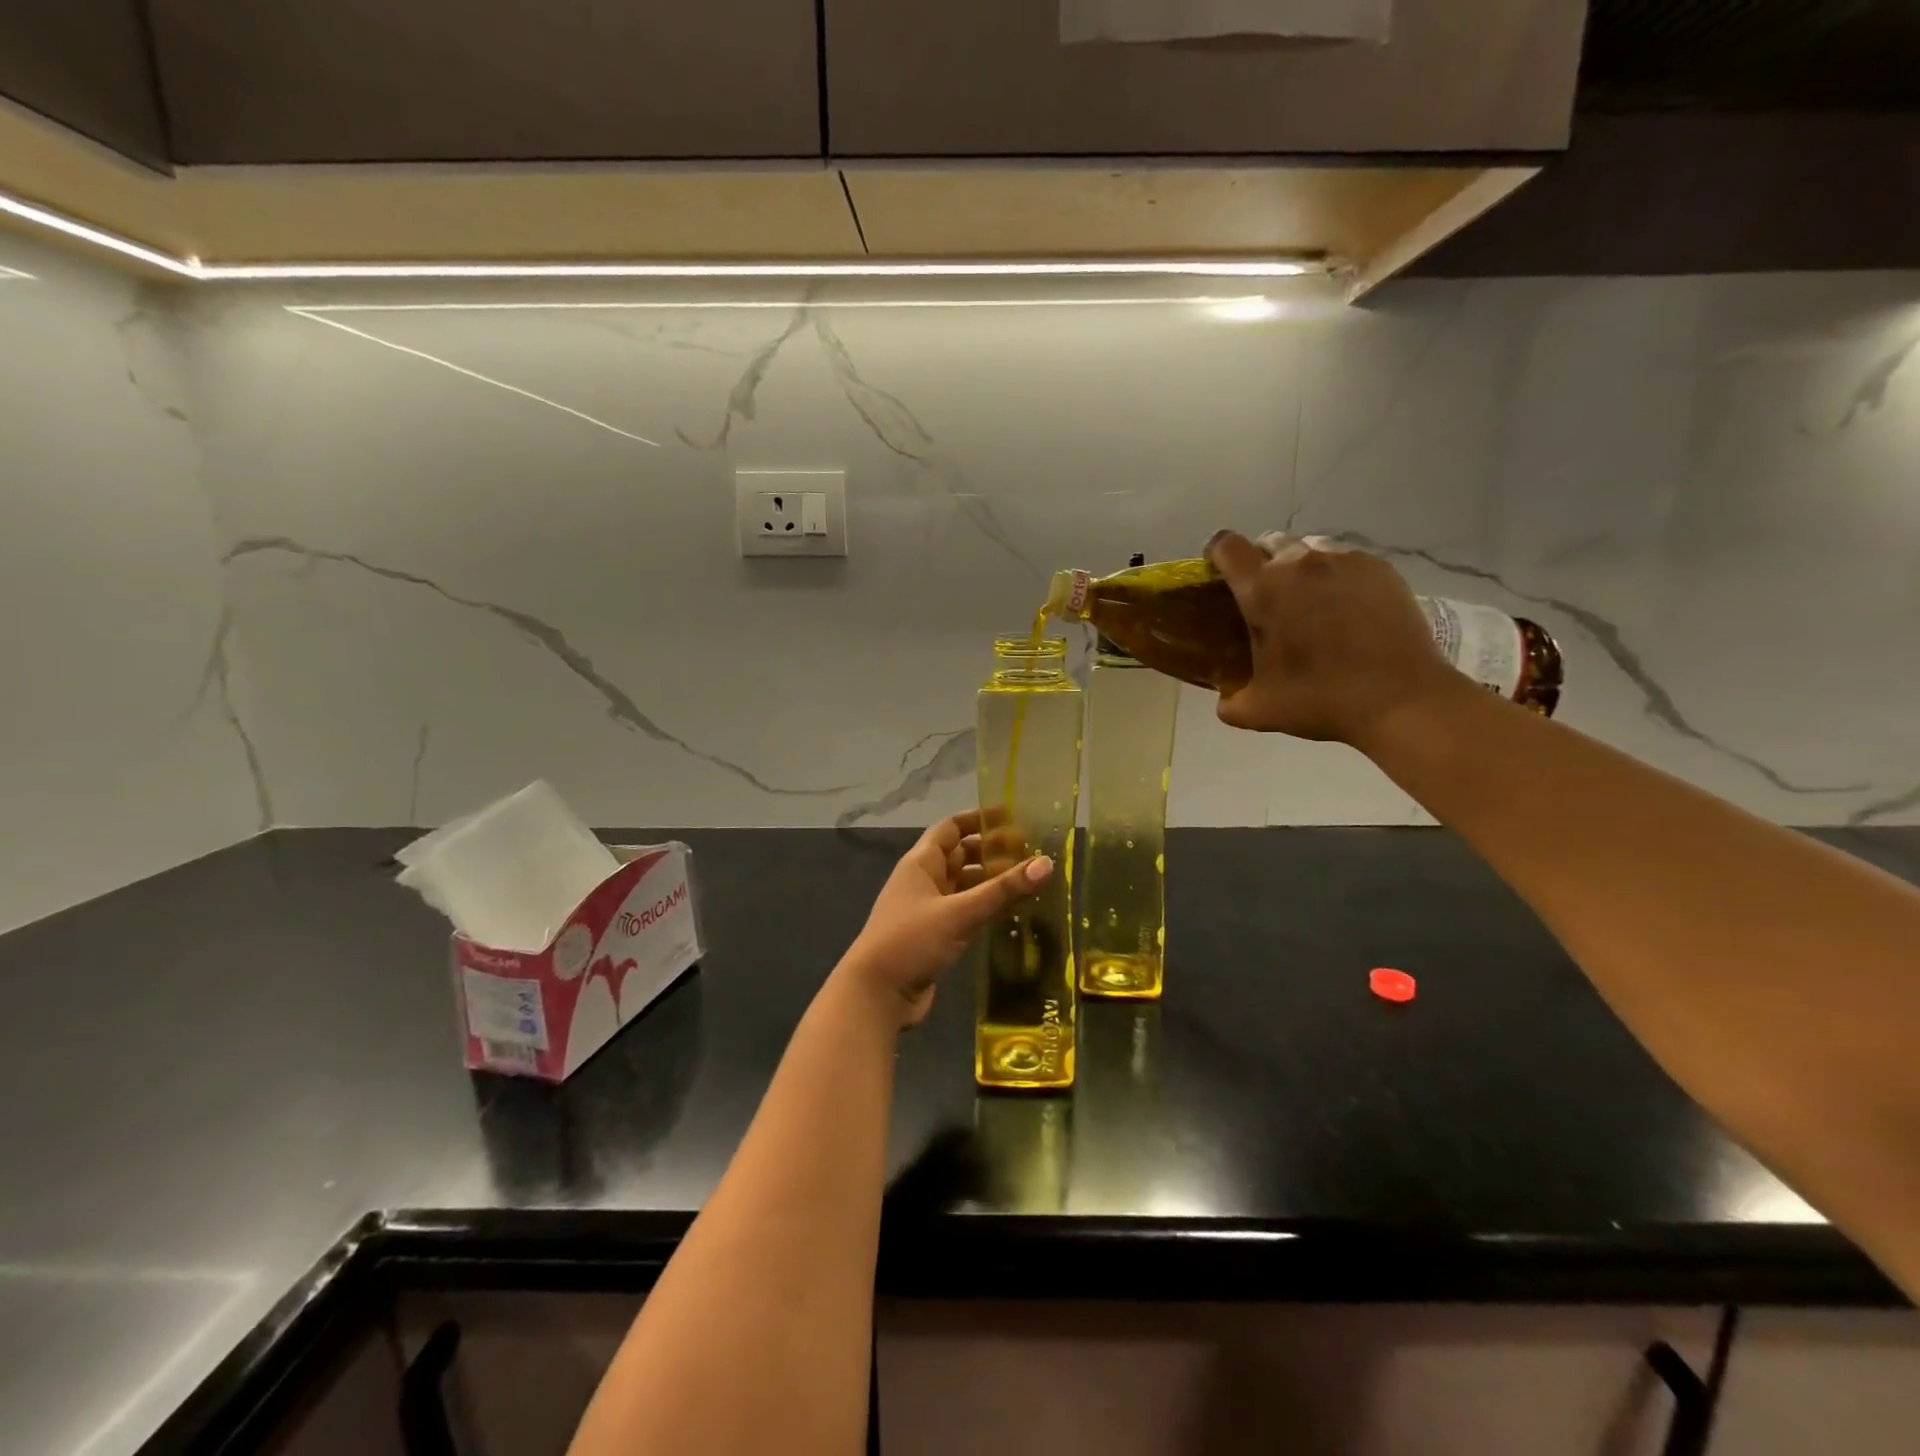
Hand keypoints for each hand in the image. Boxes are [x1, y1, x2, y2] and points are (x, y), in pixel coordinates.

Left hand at [836, 811, 1052, 1028]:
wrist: (877, 995)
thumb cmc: (911, 941)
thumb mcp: (959, 913)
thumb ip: (1002, 890)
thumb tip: (1047, 863)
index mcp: (921, 863)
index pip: (951, 828)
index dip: (977, 819)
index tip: (1011, 816)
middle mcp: (923, 880)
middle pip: (960, 855)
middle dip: (991, 851)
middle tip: (1030, 851)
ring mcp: (928, 909)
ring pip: (963, 885)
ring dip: (990, 881)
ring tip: (1028, 880)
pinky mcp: (935, 935)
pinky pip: (964, 910)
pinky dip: (984, 906)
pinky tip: (1010, 912)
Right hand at [1204, 530, 1461, 745]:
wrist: (1401, 699)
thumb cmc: (1321, 700)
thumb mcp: (1259, 711)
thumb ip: (1230, 701)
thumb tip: (1225, 699)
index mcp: (1263, 590)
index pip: (1227, 546)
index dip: (1217, 555)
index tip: (1218, 576)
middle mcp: (1300, 563)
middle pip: (1268, 542)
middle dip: (1259, 563)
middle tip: (1266, 599)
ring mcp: (1345, 561)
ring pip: (1308, 547)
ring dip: (1298, 566)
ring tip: (1307, 601)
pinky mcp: (1380, 568)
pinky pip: (1345, 559)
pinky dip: (1335, 576)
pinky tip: (1344, 608)